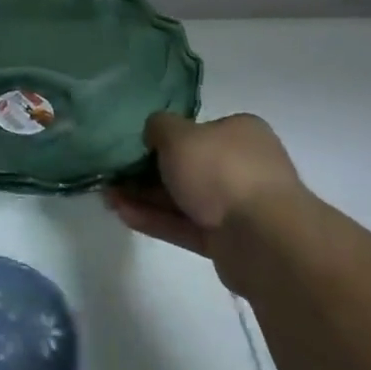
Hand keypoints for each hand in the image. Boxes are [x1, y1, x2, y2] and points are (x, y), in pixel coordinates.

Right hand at [107, 112, 302, 263]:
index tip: (137, 146)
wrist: (262, 238)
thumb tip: (154, 133)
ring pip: (184, 199)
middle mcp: (243, 166)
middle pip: (189, 167)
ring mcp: (237, 206)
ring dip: (146, 198)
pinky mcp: (227, 241)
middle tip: (115, 175)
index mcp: (241, 133)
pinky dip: (156, 220)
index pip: (199, 130)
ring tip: (108, 197)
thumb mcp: (178, 135)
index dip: (166, 137)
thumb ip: (159, 127)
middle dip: (148, 172)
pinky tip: (123, 215)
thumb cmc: (220, 170)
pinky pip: (185, 226)